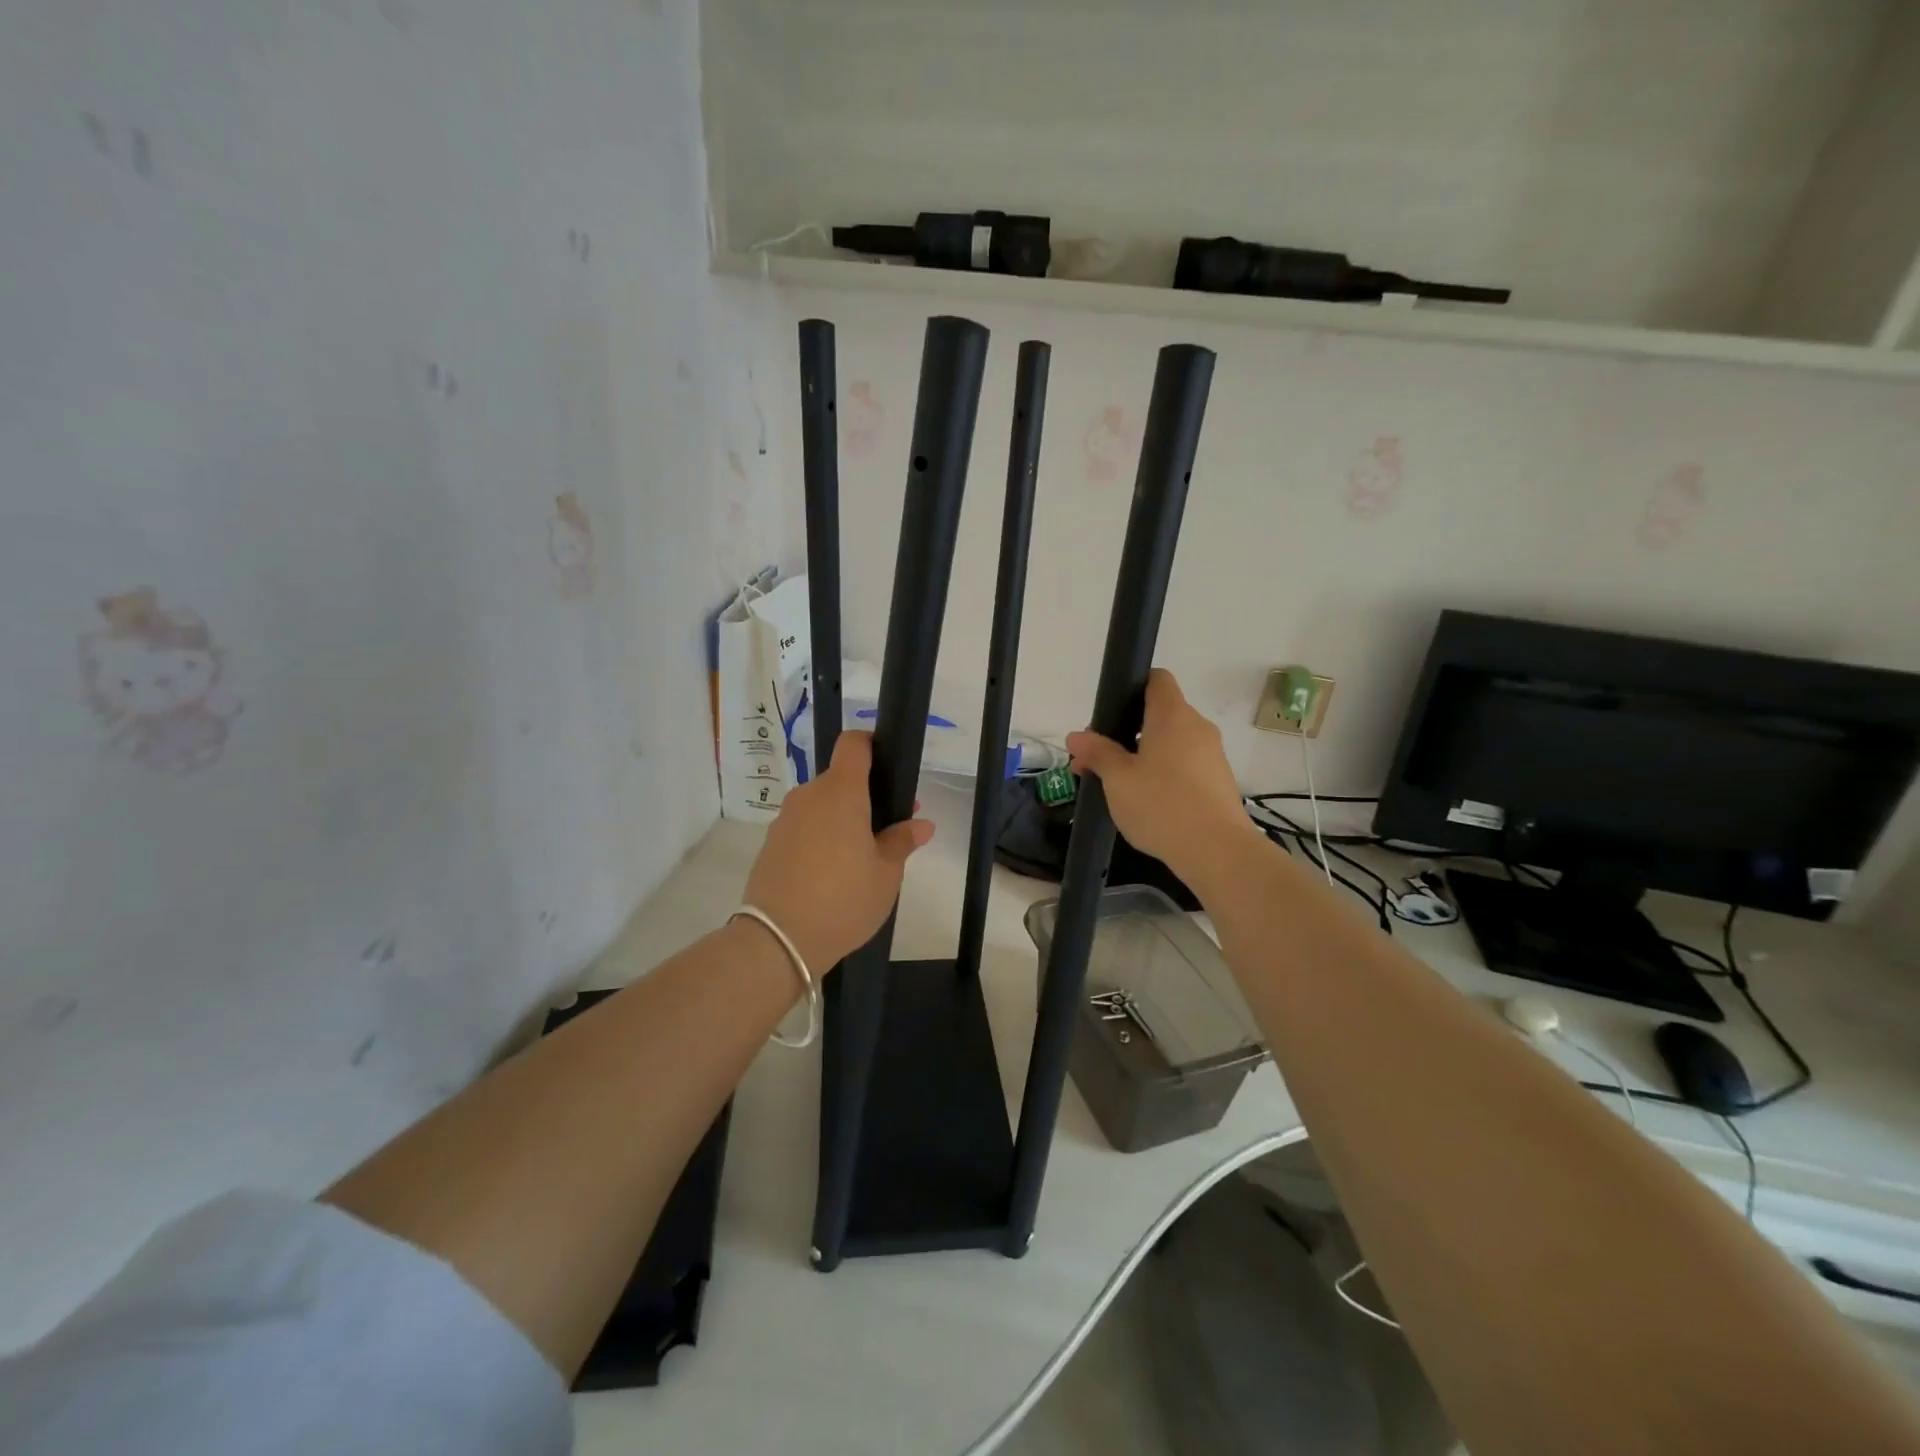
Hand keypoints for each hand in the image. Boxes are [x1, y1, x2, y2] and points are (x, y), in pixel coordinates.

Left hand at [742, 731, 933, 970]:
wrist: (777, 940)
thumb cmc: (843, 899)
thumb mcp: (886, 874)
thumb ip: (902, 841)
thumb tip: (921, 824)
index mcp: (841, 792)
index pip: (853, 744)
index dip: (872, 745)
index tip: (889, 767)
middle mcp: (809, 796)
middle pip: (840, 779)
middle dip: (866, 796)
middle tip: (889, 828)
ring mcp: (785, 820)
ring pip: (821, 806)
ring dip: (842, 819)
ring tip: (861, 857)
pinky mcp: (771, 844)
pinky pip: (804, 828)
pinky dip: (821, 838)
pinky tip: (832, 873)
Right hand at [1066, 669, 1259, 887]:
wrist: (1216, 851)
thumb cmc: (1161, 804)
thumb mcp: (1117, 779)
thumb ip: (1097, 753)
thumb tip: (1076, 736)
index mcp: (1173, 715)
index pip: (1157, 679)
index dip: (1133, 687)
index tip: (1110, 713)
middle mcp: (1197, 727)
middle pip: (1159, 715)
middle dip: (1127, 732)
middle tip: (1098, 760)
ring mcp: (1212, 755)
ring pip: (1171, 744)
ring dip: (1143, 756)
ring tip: (1116, 787)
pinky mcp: (1218, 782)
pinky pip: (1184, 766)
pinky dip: (1163, 775)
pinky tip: (1145, 803)